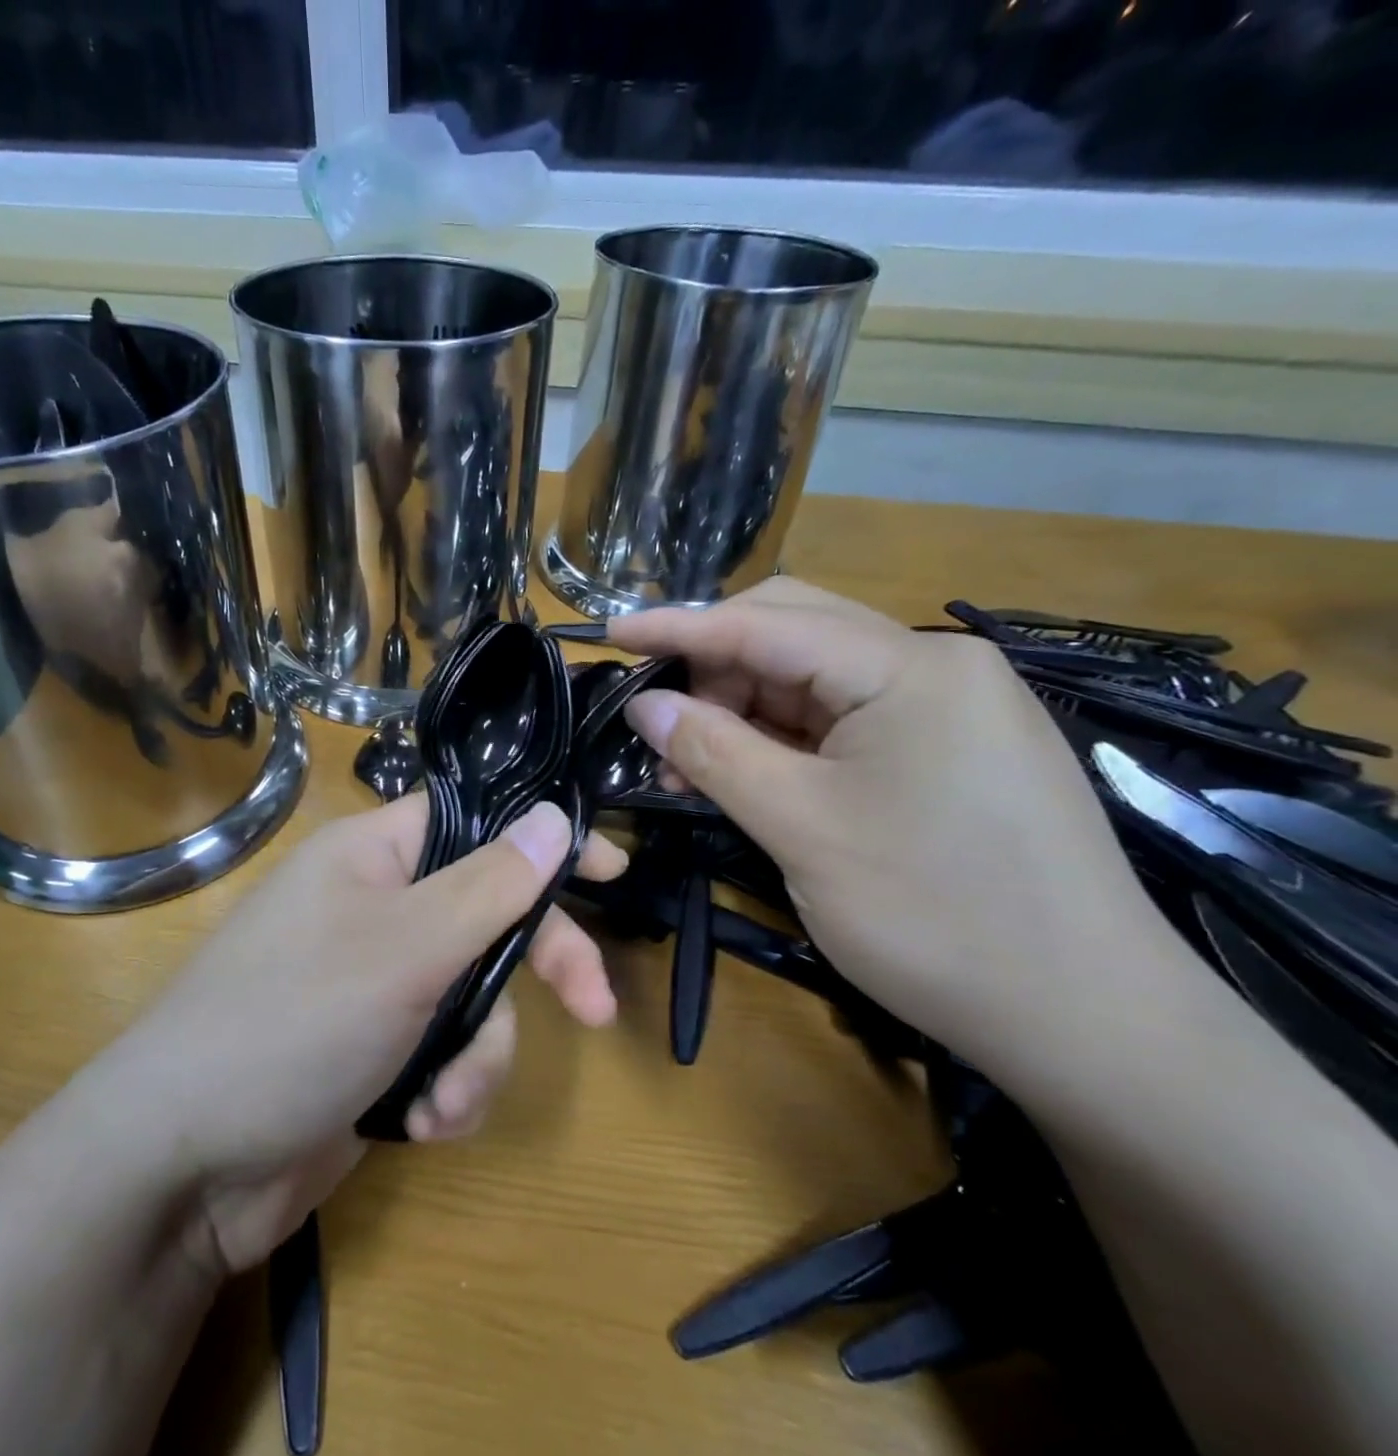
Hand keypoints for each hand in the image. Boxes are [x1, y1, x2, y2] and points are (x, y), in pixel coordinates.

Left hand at [112, 795, 625, 1273]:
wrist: (186, 1164)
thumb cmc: (293, 1023)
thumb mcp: (405, 948)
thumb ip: (487, 885)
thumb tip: (551, 816)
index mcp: (373, 856)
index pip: (475, 821)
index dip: (541, 839)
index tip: (610, 870)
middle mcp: (377, 907)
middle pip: (488, 916)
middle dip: (537, 968)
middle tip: (595, 1009)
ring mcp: (376, 981)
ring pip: (476, 996)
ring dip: (477, 1056)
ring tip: (440, 1102)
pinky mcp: (376, 1047)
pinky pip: (446, 1051)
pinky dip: (446, 1089)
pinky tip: (418, 1124)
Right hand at [608, 578, 1167, 1067]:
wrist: (1087, 1021)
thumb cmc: (935, 916)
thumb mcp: (800, 828)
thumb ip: (713, 751)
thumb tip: (644, 703)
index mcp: (910, 668)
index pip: (767, 625)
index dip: (678, 627)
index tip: (610, 631)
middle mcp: (936, 666)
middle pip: (795, 634)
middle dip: (713, 667)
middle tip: (653, 715)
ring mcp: (950, 707)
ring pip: (814, 680)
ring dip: (742, 708)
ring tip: (688, 762)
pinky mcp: (950, 749)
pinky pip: (844, 720)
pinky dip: (783, 738)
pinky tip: (747, 771)